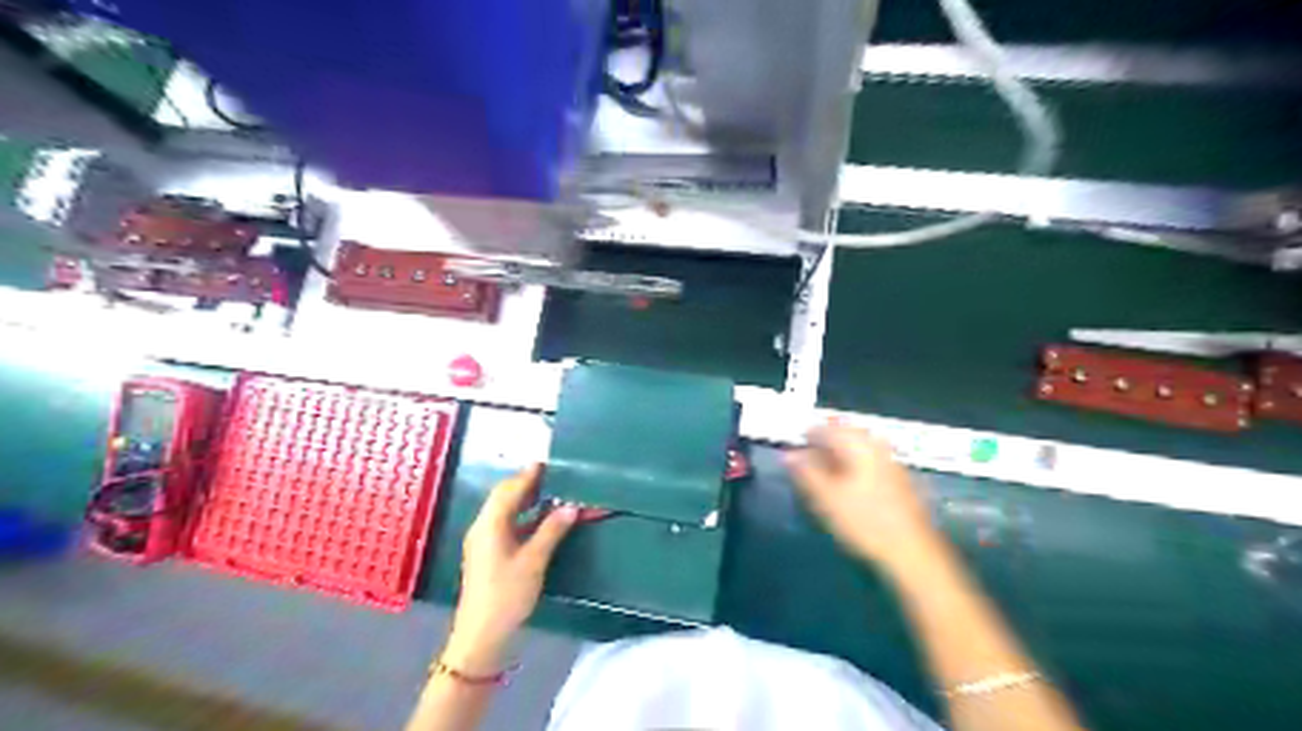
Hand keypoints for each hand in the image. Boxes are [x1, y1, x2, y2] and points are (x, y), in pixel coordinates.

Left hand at [445, 465, 577, 669]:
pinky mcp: (489, 554)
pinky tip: (543, 519)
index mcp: (490, 524)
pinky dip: (525, 517)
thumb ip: (552, 530)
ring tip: (553, 492)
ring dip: (527, 500)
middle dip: (527, 483)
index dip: (529, 474)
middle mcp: (484, 527)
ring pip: (506, 511)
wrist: (481, 637)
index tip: (549, 461)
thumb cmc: (507, 596)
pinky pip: (508, 525)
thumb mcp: (534, 561)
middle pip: (505, 497)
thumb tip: (571, 506)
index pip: (510, 489)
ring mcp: (485, 541)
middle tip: (554, 474)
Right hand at [783, 424, 935, 574]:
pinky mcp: (901, 480)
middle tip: (806, 458)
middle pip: (845, 434)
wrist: (913, 553)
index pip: (826, 429)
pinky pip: (871, 462)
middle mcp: (877, 446)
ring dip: (840, 454)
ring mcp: (892, 462)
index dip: (806, 436)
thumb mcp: (826, 498)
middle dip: (825, 443)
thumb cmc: (864, 523)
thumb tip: (788, 453)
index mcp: (858, 445)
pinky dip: (855, 466)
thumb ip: (805, 472)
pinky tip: (849, 483)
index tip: (792, 448)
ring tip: (824, 470)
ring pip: (859, 448)